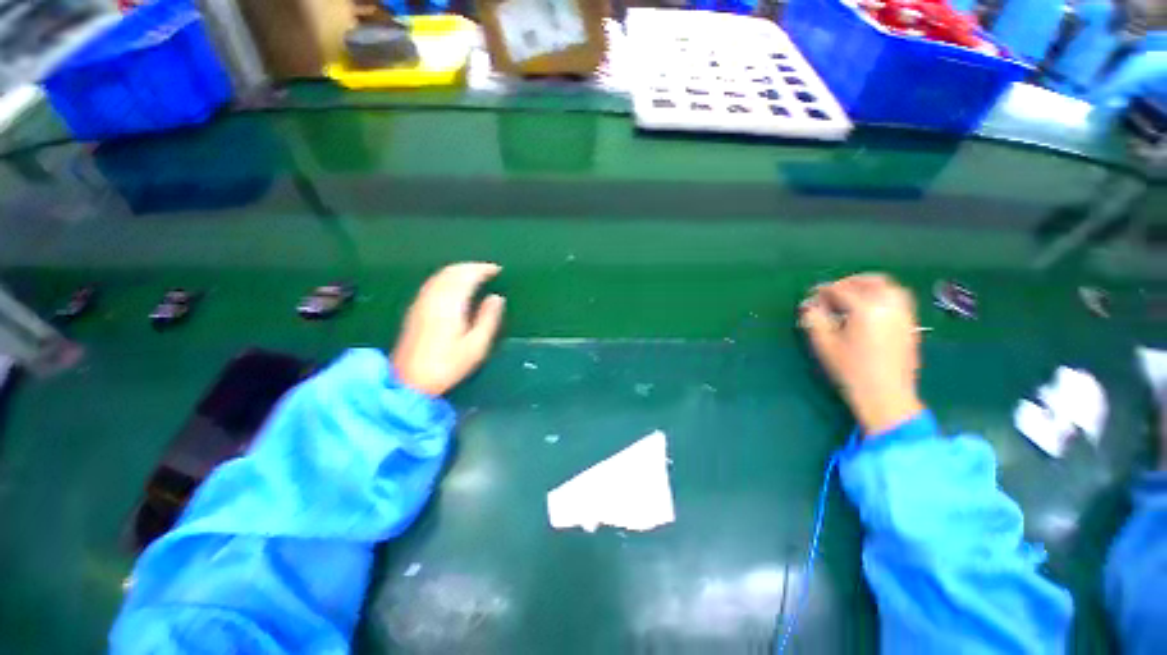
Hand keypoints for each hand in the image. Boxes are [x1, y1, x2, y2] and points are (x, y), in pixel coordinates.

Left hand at [392, 262, 505, 395]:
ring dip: (459, 270)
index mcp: (450, 304)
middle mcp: (433, 298)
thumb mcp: (476, 346)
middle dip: (471, 267)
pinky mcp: (415, 308)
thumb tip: (497, 298)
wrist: (409, 381)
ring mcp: (421, 302)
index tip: (498, 270)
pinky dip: (448, 277)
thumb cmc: (447, 365)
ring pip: (441, 275)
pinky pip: (433, 282)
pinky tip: (454, 285)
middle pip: (452, 271)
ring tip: (475, 274)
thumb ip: (488, 319)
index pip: (467, 276)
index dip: (483, 269)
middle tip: (489, 270)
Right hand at [799, 273, 924, 435]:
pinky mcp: (910, 324)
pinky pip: (898, 298)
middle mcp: (889, 305)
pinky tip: (869, 307)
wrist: (886, 396)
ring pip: (888, 287)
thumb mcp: (825, 344)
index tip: (810, 297)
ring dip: (867, 285)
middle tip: (830, 292)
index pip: (840, 290)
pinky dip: (882, 294)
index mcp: (866, 309)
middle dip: (847, 282)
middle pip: (869, 281)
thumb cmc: (851, 370)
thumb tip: (809, 305)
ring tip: (851, 296)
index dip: (822, 291)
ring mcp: (903, 314)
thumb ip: (815, 320)